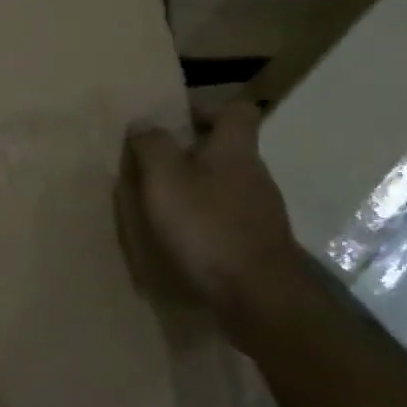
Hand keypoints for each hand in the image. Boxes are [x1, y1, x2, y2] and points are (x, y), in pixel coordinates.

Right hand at [118, 103, 308, 348]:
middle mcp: (256, 174)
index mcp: (235, 150)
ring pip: (228, 184)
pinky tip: (185, 237)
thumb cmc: (207, 227)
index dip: (207, 107)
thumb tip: (144, 122)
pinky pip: (230, 217)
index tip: (176, 119)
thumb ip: (152, 146)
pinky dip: (208, 219)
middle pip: (229, 148)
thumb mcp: (165, 179)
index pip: (237, 110)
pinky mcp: (259, 244)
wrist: (259, 298)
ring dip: (200, 186)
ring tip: (165, 202)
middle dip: (194, 150)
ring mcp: (263, 211)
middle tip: (157, 162)